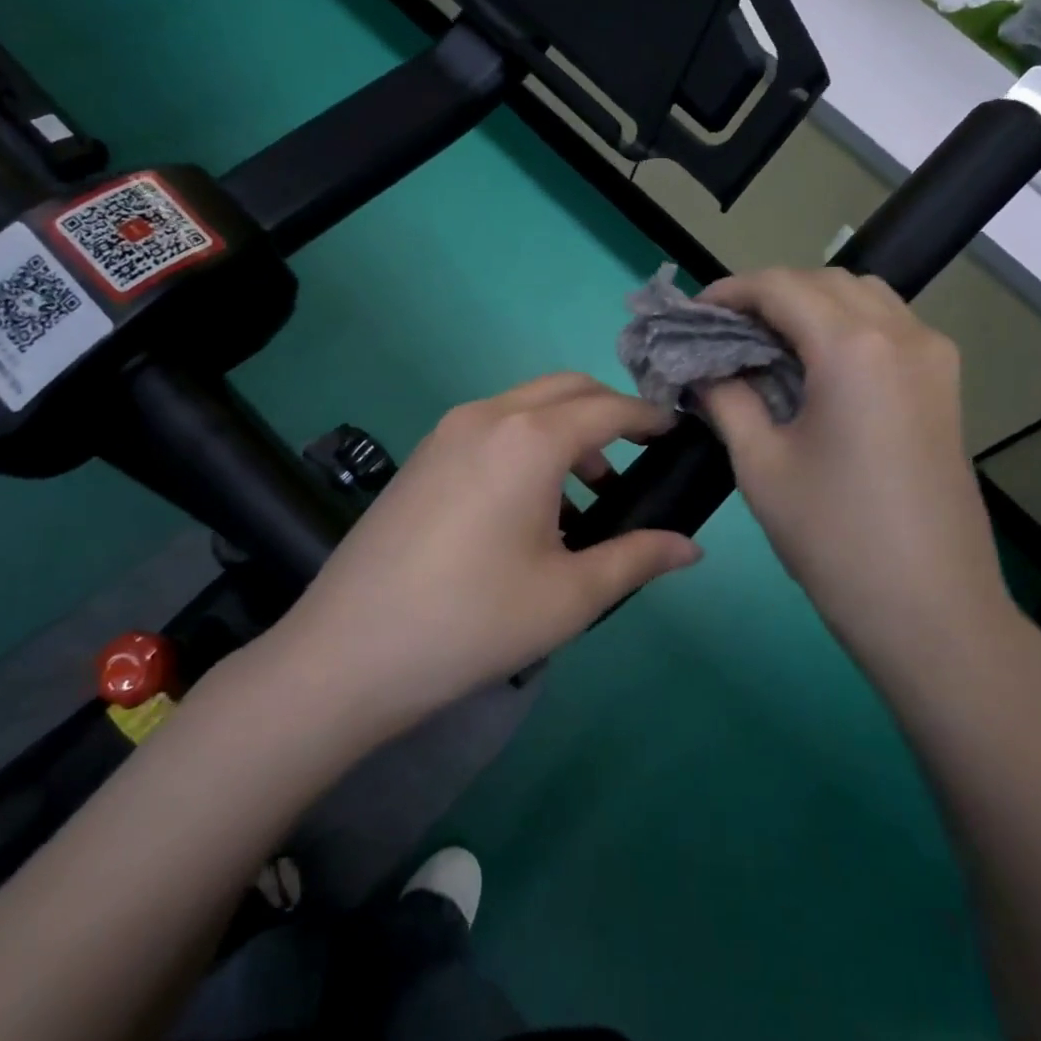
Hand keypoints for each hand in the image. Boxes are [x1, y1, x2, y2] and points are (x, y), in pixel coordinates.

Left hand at [254, 374, 702, 739]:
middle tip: (638, 458)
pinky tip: (530, 505)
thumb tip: (691, 548)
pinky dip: (528, 442)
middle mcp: (488, 416)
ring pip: (526, 405)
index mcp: (530, 439)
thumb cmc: (474, 621)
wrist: (349, 652)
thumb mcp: (570, 595)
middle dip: (609, 412)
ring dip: (567, 430)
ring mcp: (447, 431)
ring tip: (586, 496)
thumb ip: (638, 559)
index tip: (676, 434)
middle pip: (566, 388)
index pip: (608, 408)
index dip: (649, 417)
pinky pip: (492, 427)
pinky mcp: (422, 455)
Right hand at [698, 268, 1016, 675]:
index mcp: (853, 348)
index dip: (731, 292)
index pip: (781, 287)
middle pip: (825, 282)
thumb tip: (705, 369)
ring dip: (812, 306)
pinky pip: (891, 328)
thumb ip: (728, 399)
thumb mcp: (761, 465)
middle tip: (726, 332)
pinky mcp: (946, 386)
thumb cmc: (834, 537)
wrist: (931, 609)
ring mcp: (934, 358)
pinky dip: (847, 327)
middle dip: (770, 295)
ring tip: (769, 346)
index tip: (695, 314)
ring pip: (864, 298)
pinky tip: (817, 368)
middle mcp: (902, 335)